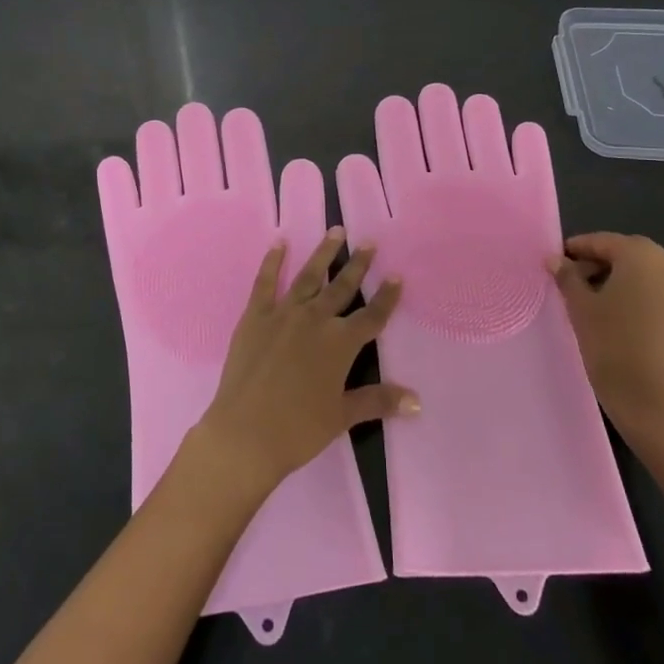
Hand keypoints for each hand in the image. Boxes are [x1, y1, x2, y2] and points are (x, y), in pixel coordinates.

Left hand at [191, 229, 416, 499]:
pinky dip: (273, 261)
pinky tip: (279, 243)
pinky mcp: (255, 316)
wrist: (246, 432)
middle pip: (342, 288)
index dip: (386, 298)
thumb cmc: (298, 429)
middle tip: (369, 242)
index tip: (397, 276)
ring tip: (336, 231)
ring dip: (324, 253)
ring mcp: (283, 313)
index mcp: (340, 343)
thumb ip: (378, 401)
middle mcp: (315, 319)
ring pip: (309, 276)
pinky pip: (265, 282)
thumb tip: (417, 401)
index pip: (372, 316)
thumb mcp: (342, 415)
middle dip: (358, 265)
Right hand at [550, 232, 663, 440]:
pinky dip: (660, 310)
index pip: (604, 242)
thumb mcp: (580, 307)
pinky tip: (643, 329)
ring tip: (614, 309)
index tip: (561, 260)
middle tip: (583, 285)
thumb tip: (556, 260)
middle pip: (634, 258)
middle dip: (608, 267)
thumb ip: (568, 277)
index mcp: (642, 255)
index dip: (579, 249)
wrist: (657, 402)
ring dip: (636, 288)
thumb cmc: (611, 344)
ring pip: (659, 282)